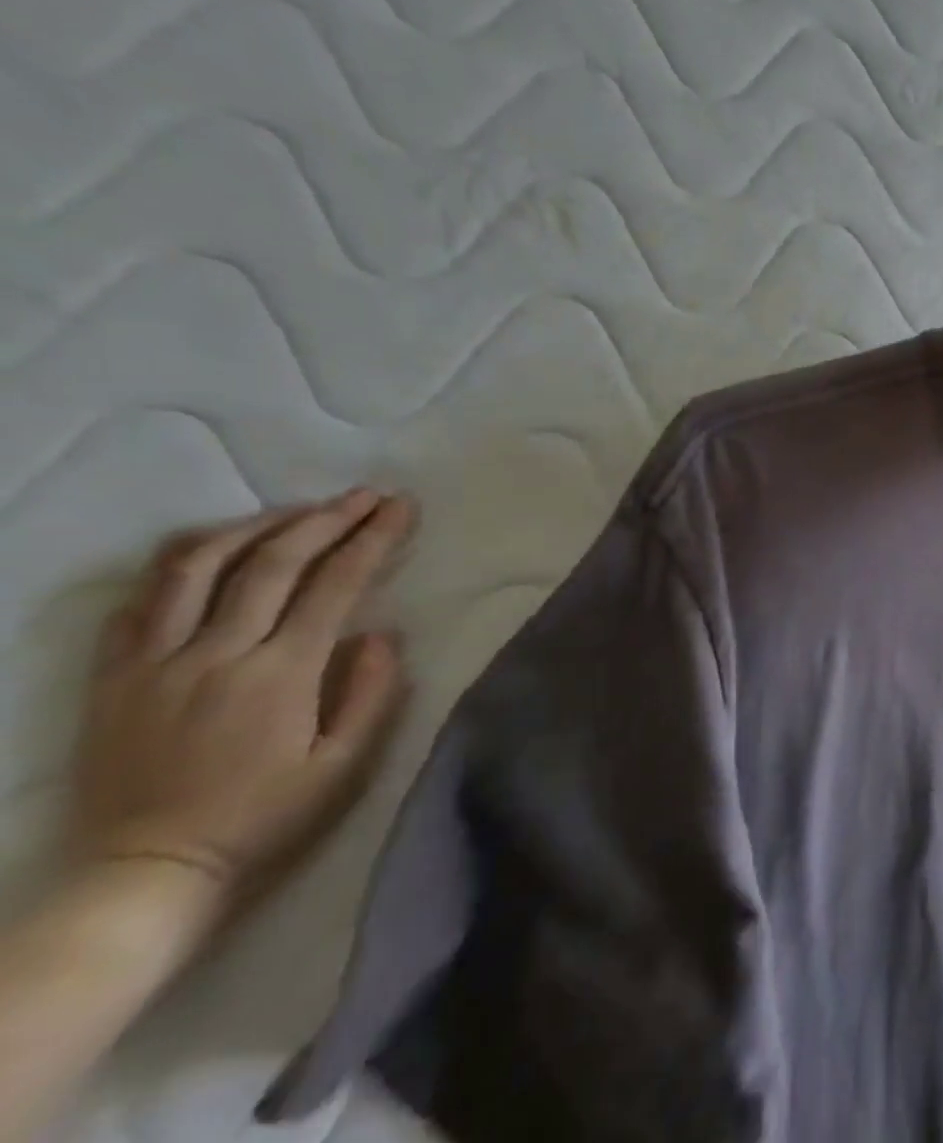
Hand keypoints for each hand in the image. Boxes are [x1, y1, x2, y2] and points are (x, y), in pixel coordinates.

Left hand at [70, 490, 413, 914]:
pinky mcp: (112, 677)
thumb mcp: (344, 768)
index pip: (335, 584)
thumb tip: (383, 633)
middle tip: (366, 495)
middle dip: (328, 518)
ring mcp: (154, 662)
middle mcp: (215, 654)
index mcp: (279, 674)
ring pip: (199, 566)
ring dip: (256, 526)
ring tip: (297, 510)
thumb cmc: (263, 820)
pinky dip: (181, 562)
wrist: (143, 877)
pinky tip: (214, 548)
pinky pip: (138, 601)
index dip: (373, 538)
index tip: (401, 507)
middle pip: (273, 561)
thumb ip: (372, 694)